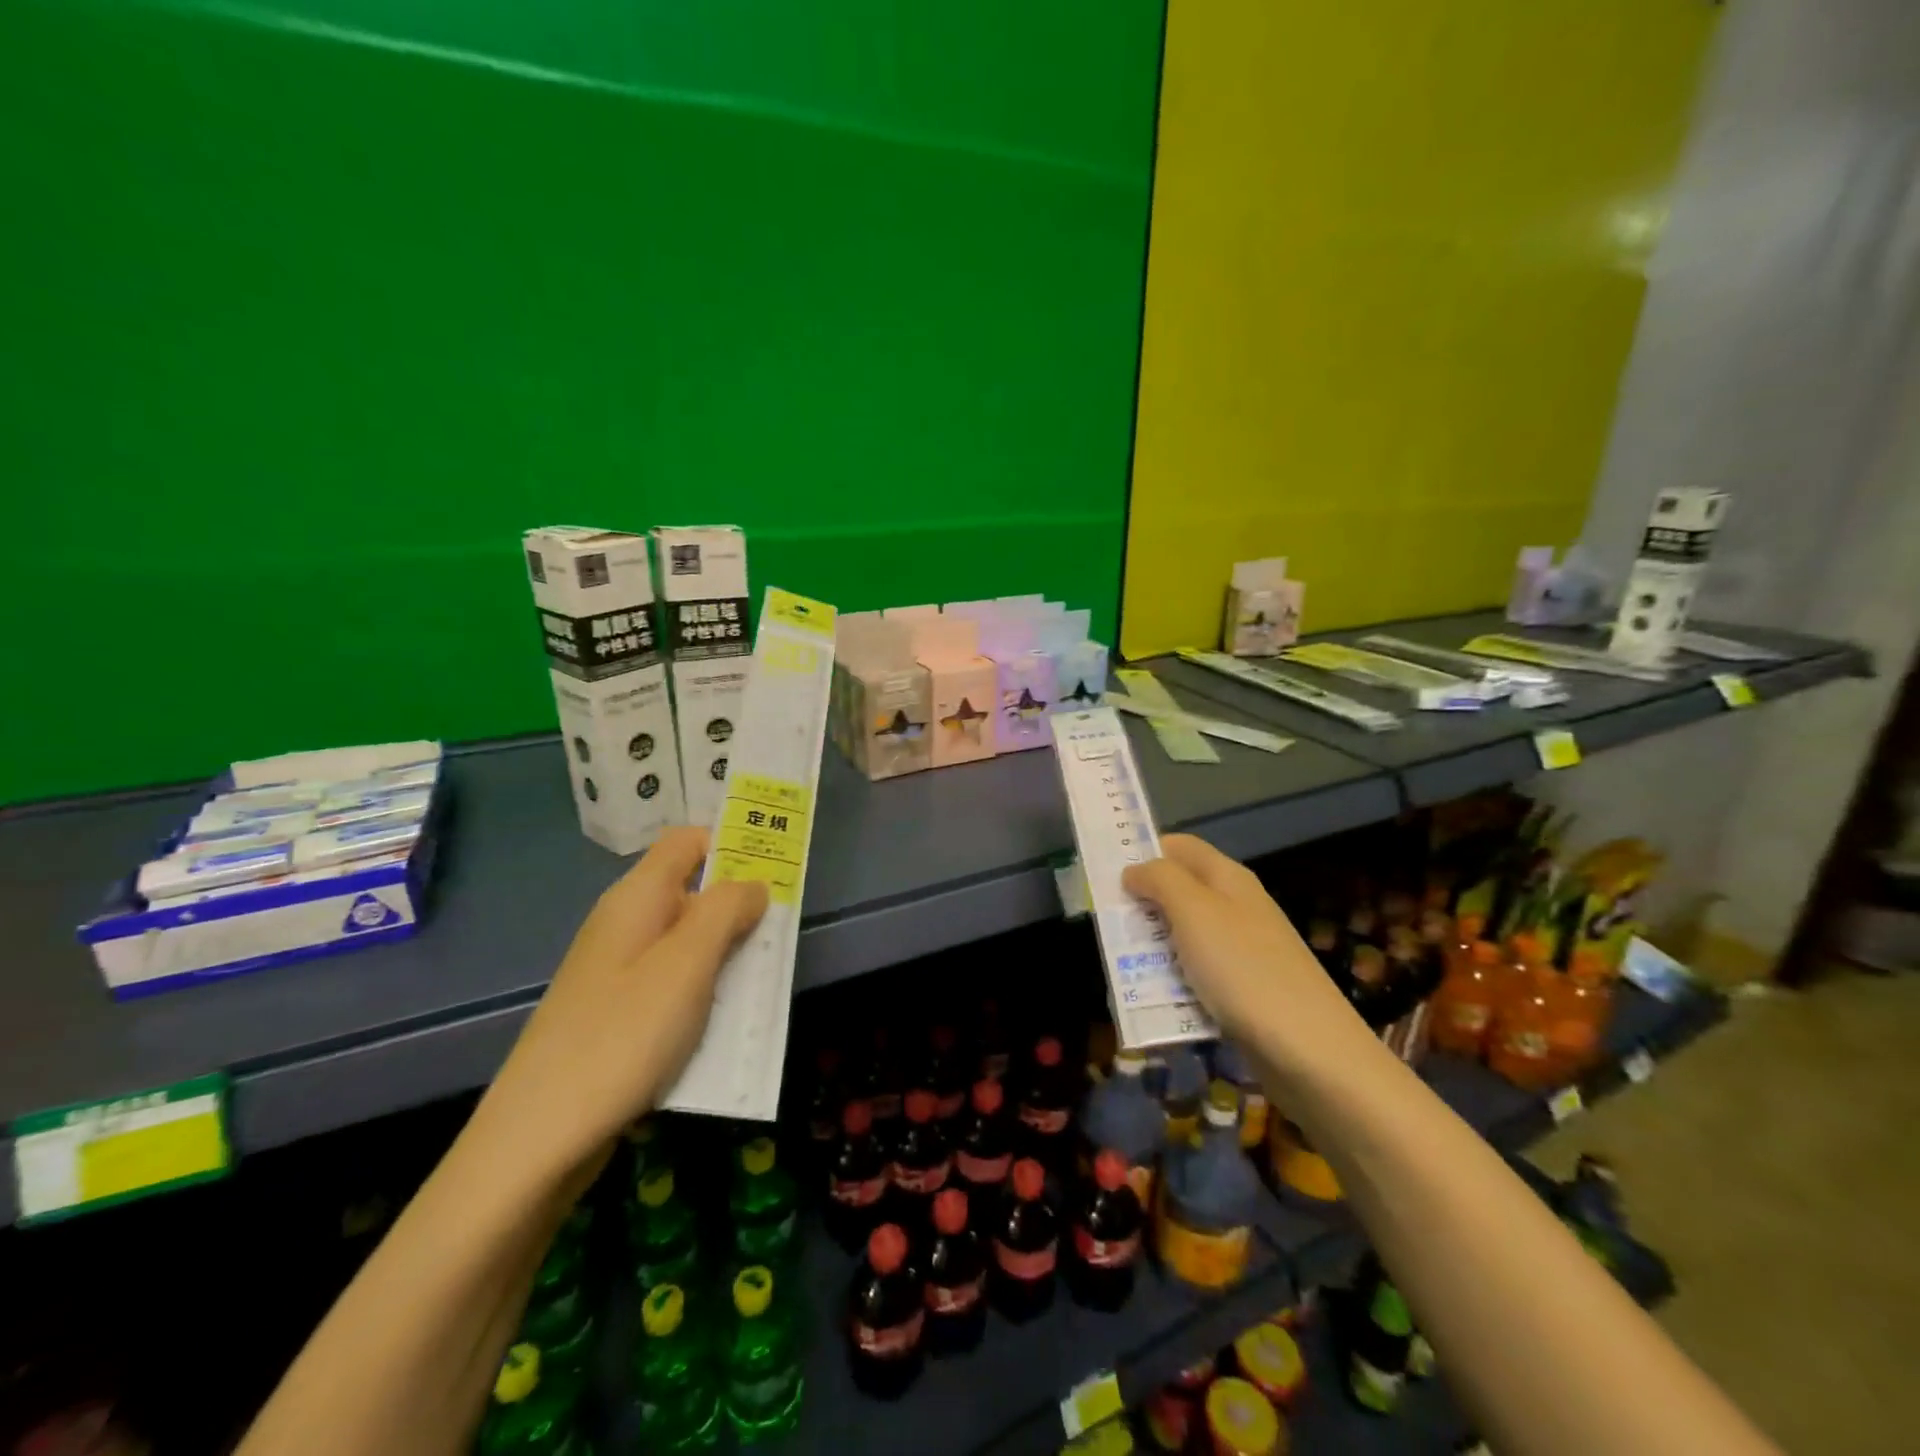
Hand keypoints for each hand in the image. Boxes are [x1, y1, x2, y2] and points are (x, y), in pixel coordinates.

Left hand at [476, 827, 767, 1186]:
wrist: (537, 1139)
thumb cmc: (622, 1036)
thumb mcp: (687, 965)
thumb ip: (726, 911)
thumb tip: (753, 884)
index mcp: (637, 899)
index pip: (687, 842)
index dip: (731, 844)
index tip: (776, 868)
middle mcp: (625, 925)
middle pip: (692, 892)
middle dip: (740, 908)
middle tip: (780, 934)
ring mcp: (617, 971)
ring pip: (687, 943)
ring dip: (727, 956)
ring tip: (762, 984)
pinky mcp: (616, 1012)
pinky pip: (673, 985)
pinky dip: (704, 993)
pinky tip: (723, 1025)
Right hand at [1121, 834, 1374, 1084]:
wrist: (1311, 1052)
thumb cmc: (1244, 969)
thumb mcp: (1194, 912)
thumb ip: (1160, 880)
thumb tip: (1134, 870)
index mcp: (1227, 878)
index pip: (1179, 846)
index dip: (1144, 851)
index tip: (1106, 873)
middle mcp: (1236, 907)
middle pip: (1179, 891)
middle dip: (1142, 904)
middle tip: (1107, 923)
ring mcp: (1242, 950)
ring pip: (1183, 935)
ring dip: (1152, 946)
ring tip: (1121, 965)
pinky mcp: (1242, 990)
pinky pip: (1196, 974)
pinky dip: (1172, 981)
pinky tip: (1155, 998)